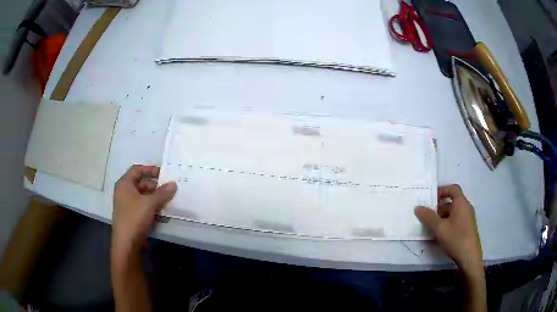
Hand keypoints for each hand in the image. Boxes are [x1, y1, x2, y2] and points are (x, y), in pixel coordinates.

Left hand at [112, 165, 176, 257]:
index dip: (150, 169)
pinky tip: (163, 214)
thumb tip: (173, 184)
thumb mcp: (150, 203)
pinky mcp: (132, 216)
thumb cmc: (135, 217)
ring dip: (156, 199)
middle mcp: (124, 192)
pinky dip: (153, 208)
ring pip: (144, 197)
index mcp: (125, 184)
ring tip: (169, 202)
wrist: (126, 242)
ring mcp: (128, 205)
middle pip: (141, 184)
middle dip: (156, 187)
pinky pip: (143, 207)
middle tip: (169, 190)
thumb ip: (162, 193)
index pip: (137, 170)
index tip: (163, 173)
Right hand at [415, 184, 482, 273]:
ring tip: (432, 227)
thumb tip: (417, 207)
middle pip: (452, 201)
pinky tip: (441, 234)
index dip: (441, 191)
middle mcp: (466, 207)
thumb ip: (428, 217)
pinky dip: (448, 222)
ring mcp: (468, 218)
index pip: (452, 188)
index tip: (431, 199)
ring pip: (454, 211)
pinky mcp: (468, 228)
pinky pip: (457, 219)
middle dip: (439, 207)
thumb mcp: (439, 228)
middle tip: (428, 215)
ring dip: (443, 216)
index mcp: (461, 203)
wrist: (469, 257)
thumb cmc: (455, 239)